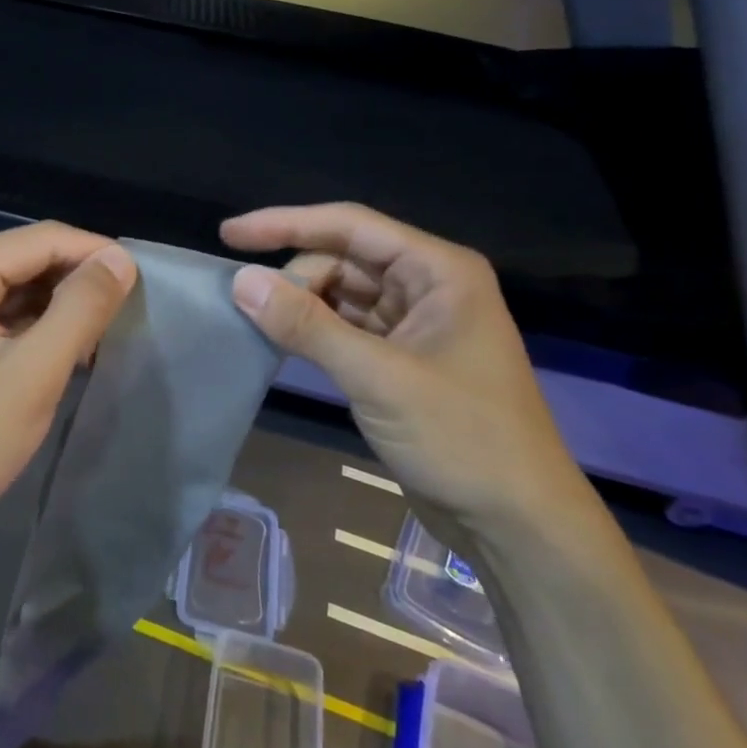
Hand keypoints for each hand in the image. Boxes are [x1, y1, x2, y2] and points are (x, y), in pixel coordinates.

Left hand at [0, 222, 137, 547]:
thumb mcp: (32, 375)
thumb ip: (80, 310)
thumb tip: (120, 259)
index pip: (38, 240)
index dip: (94, 253)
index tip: (142, 280)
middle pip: (23, 258)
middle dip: (75, 281)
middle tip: (126, 312)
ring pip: (13, 285)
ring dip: (58, 305)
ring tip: (103, 332)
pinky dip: (33, 325)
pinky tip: (65, 347)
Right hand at [221, 203, 591, 553]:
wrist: (517, 524)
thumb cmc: (462, 439)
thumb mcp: (378, 378)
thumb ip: (307, 326)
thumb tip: (241, 281)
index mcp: (438, 271)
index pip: (350, 226)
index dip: (286, 223)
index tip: (229, 234)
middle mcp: (427, 286)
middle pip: (343, 259)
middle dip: (296, 277)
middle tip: (251, 308)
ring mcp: (415, 324)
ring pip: (342, 294)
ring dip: (302, 305)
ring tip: (257, 321)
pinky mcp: (401, 360)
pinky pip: (346, 329)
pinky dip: (314, 333)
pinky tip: (282, 342)